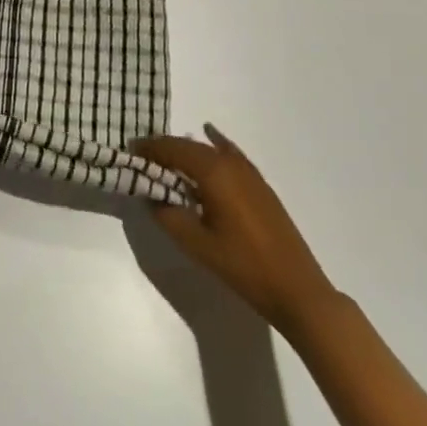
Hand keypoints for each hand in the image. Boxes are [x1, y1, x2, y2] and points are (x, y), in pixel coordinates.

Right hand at [136, 124, 339, 334]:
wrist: (297, 289)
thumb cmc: (243, 266)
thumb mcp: (196, 244)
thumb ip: (168, 215)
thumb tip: (151, 195)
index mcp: (213, 172)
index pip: (172, 149)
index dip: (149, 148)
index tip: (129, 151)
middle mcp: (230, 163)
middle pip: (189, 146)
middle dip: (164, 148)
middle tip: (142, 157)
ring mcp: (249, 173)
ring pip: (209, 150)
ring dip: (186, 151)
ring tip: (166, 160)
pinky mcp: (260, 185)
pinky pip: (230, 153)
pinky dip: (215, 144)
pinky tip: (210, 136)